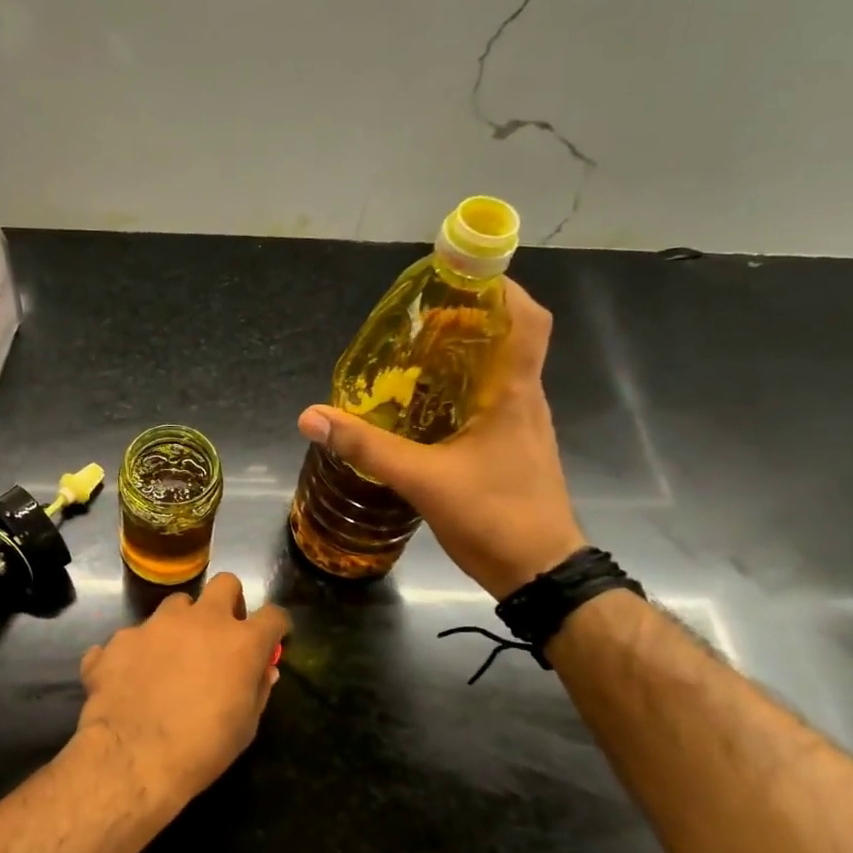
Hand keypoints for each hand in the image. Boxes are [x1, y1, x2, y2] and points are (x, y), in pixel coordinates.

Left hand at [73, 574, 289, 811]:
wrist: (132, 758)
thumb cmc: (202, 748)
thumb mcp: (245, 727)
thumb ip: (257, 689)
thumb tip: (264, 669)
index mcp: (240, 641)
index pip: (272, 615)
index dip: (276, 625)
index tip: (272, 638)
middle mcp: (200, 620)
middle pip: (225, 583)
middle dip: (228, 601)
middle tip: (222, 632)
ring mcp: (157, 623)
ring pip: (177, 604)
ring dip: (181, 623)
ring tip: (172, 656)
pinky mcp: (122, 637)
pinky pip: (135, 636)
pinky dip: (139, 652)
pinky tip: (132, 679)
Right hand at [296, 279, 584, 599]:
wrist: (542, 574)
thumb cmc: (494, 516)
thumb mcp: (422, 479)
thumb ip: (367, 446)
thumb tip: (311, 416)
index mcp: (513, 394)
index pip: (527, 321)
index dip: (501, 290)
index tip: (461, 278)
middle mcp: (524, 401)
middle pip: (506, 341)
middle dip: (466, 322)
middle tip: (417, 323)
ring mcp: (522, 428)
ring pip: (496, 374)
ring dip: (463, 358)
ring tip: (413, 360)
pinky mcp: (513, 451)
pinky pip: (488, 404)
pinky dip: (460, 393)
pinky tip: (425, 411)